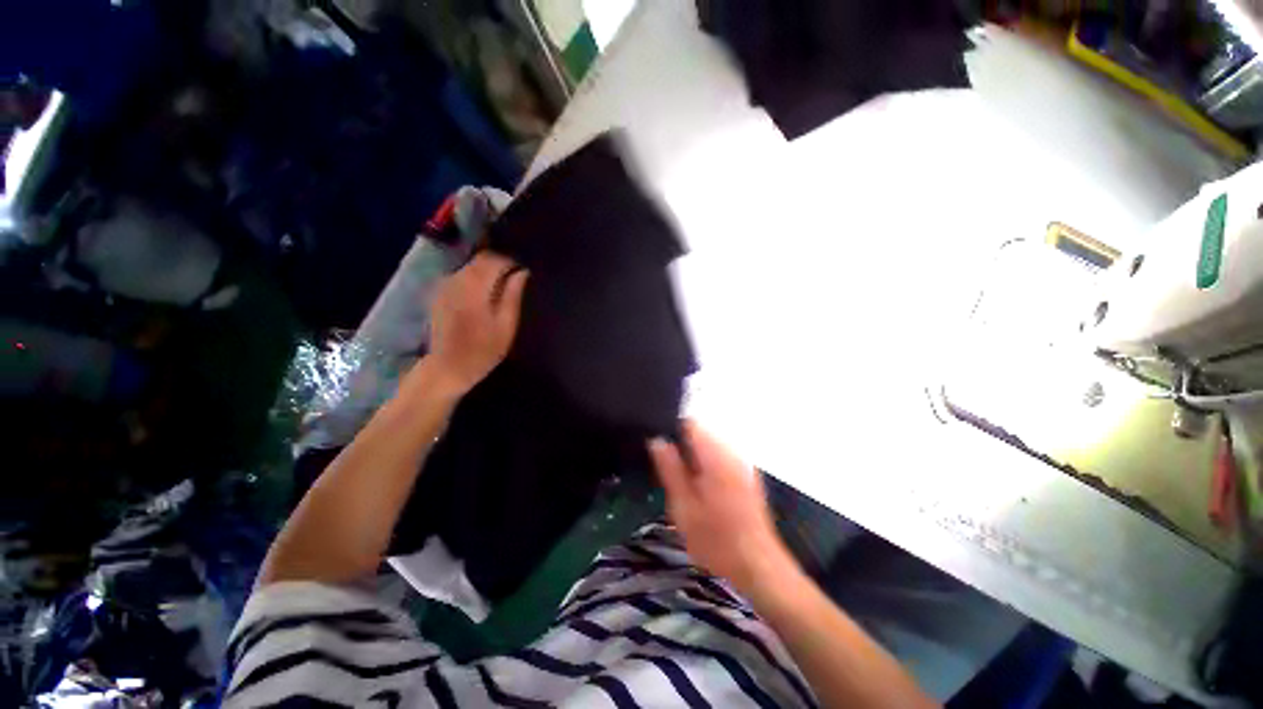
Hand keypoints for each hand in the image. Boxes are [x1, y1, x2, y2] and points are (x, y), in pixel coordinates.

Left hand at [427, 252, 528, 395]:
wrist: (447, 367)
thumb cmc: (483, 351)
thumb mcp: (506, 326)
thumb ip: (513, 296)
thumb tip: (523, 273)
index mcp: (475, 288)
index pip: (493, 260)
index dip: (510, 262)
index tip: (522, 273)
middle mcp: (457, 281)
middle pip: (479, 259)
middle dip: (498, 264)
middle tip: (513, 279)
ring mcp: (445, 286)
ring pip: (469, 266)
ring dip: (486, 271)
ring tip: (500, 287)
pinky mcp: (439, 294)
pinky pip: (460, 275)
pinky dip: (474, 278)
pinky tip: (482, 294)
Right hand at [649, 421, 795, 597]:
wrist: (758, 566)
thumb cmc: (716, 540)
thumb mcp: (683, 507)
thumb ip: (670, 469)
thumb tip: (656, 440)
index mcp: (715, 456)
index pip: (691, 424)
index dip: (672, 431)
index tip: (661, 451)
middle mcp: (733, 452)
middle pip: (702, 433)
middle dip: (683, 447)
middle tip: (672, 476)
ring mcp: (743, 463)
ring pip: (711, 446)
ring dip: (696, 458)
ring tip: (687, 487)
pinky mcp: (749, 474)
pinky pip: (723, 457)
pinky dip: (709, 466)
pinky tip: (705, 492)